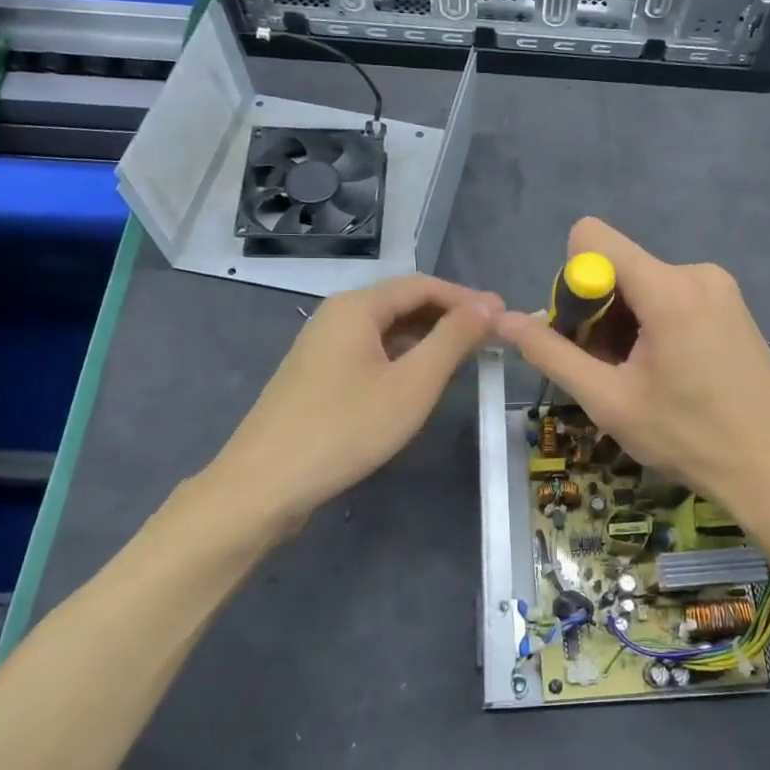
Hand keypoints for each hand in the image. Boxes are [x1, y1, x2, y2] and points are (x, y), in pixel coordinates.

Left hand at [196, 274, 502, 535]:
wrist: (265, 484)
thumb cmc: (346, 428)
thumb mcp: (412, 383)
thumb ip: (453, 339)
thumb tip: (488, 305)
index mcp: (357, 307)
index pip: (423, 285)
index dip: (466, 298)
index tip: (504, 317)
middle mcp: (336, 316)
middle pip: (402, 304)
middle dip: (449, 317)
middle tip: (491, 340)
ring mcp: (322, 348)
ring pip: (386, 332)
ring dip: (427, 340)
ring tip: (465, 360)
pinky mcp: (317, 378)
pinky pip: (370, 355)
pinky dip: (403, 360)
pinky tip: (419, 384)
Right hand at [494, 218, 769, 526]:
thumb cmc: (689, 438)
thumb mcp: (609, 401)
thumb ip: (551, 354)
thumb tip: (503, 321)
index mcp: (668, 287)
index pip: (592, 237)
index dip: (573, 282)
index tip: (584, 335)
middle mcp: (696, 272)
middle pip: (618, 265)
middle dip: (598, 313)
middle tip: (610, 371)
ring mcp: (721, 288)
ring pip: (644, 285)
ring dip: (626, 325)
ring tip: (642, 380)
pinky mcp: (733, 306)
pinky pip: (674, 297)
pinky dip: (655, 326)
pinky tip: (670, 374)